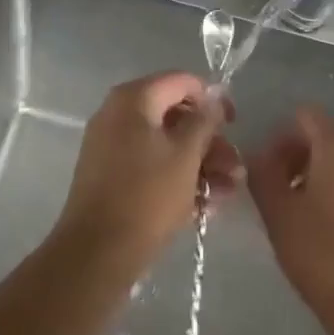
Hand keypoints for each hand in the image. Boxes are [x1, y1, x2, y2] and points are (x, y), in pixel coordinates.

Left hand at [53, 72, 241, 277]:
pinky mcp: (111, 175)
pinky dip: (177, 178)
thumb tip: (214, 97)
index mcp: (133, 99)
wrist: (97, 253)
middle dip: (209, 141)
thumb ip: (204, 121)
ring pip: (166, 144)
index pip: (181, 81)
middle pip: (175, 115)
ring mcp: (111, 145)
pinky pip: (151, 165)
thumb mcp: (186, 155)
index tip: (234, 124)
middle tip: (235, 167)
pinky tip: (206, 204)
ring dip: (200, 164)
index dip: (212, 99)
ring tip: (227, 192)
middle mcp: (118, 114)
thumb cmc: (147, 196)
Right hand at [249, 107, 333, 334]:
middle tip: (281, 199)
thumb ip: (262, 173)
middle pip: (327, 138)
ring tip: (308, 221)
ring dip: (323, 180)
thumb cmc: (326, 256)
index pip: (303, 117)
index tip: (268, 176)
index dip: (280, 140)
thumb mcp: (278, 214)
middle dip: (300, 160)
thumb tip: (260, 155)